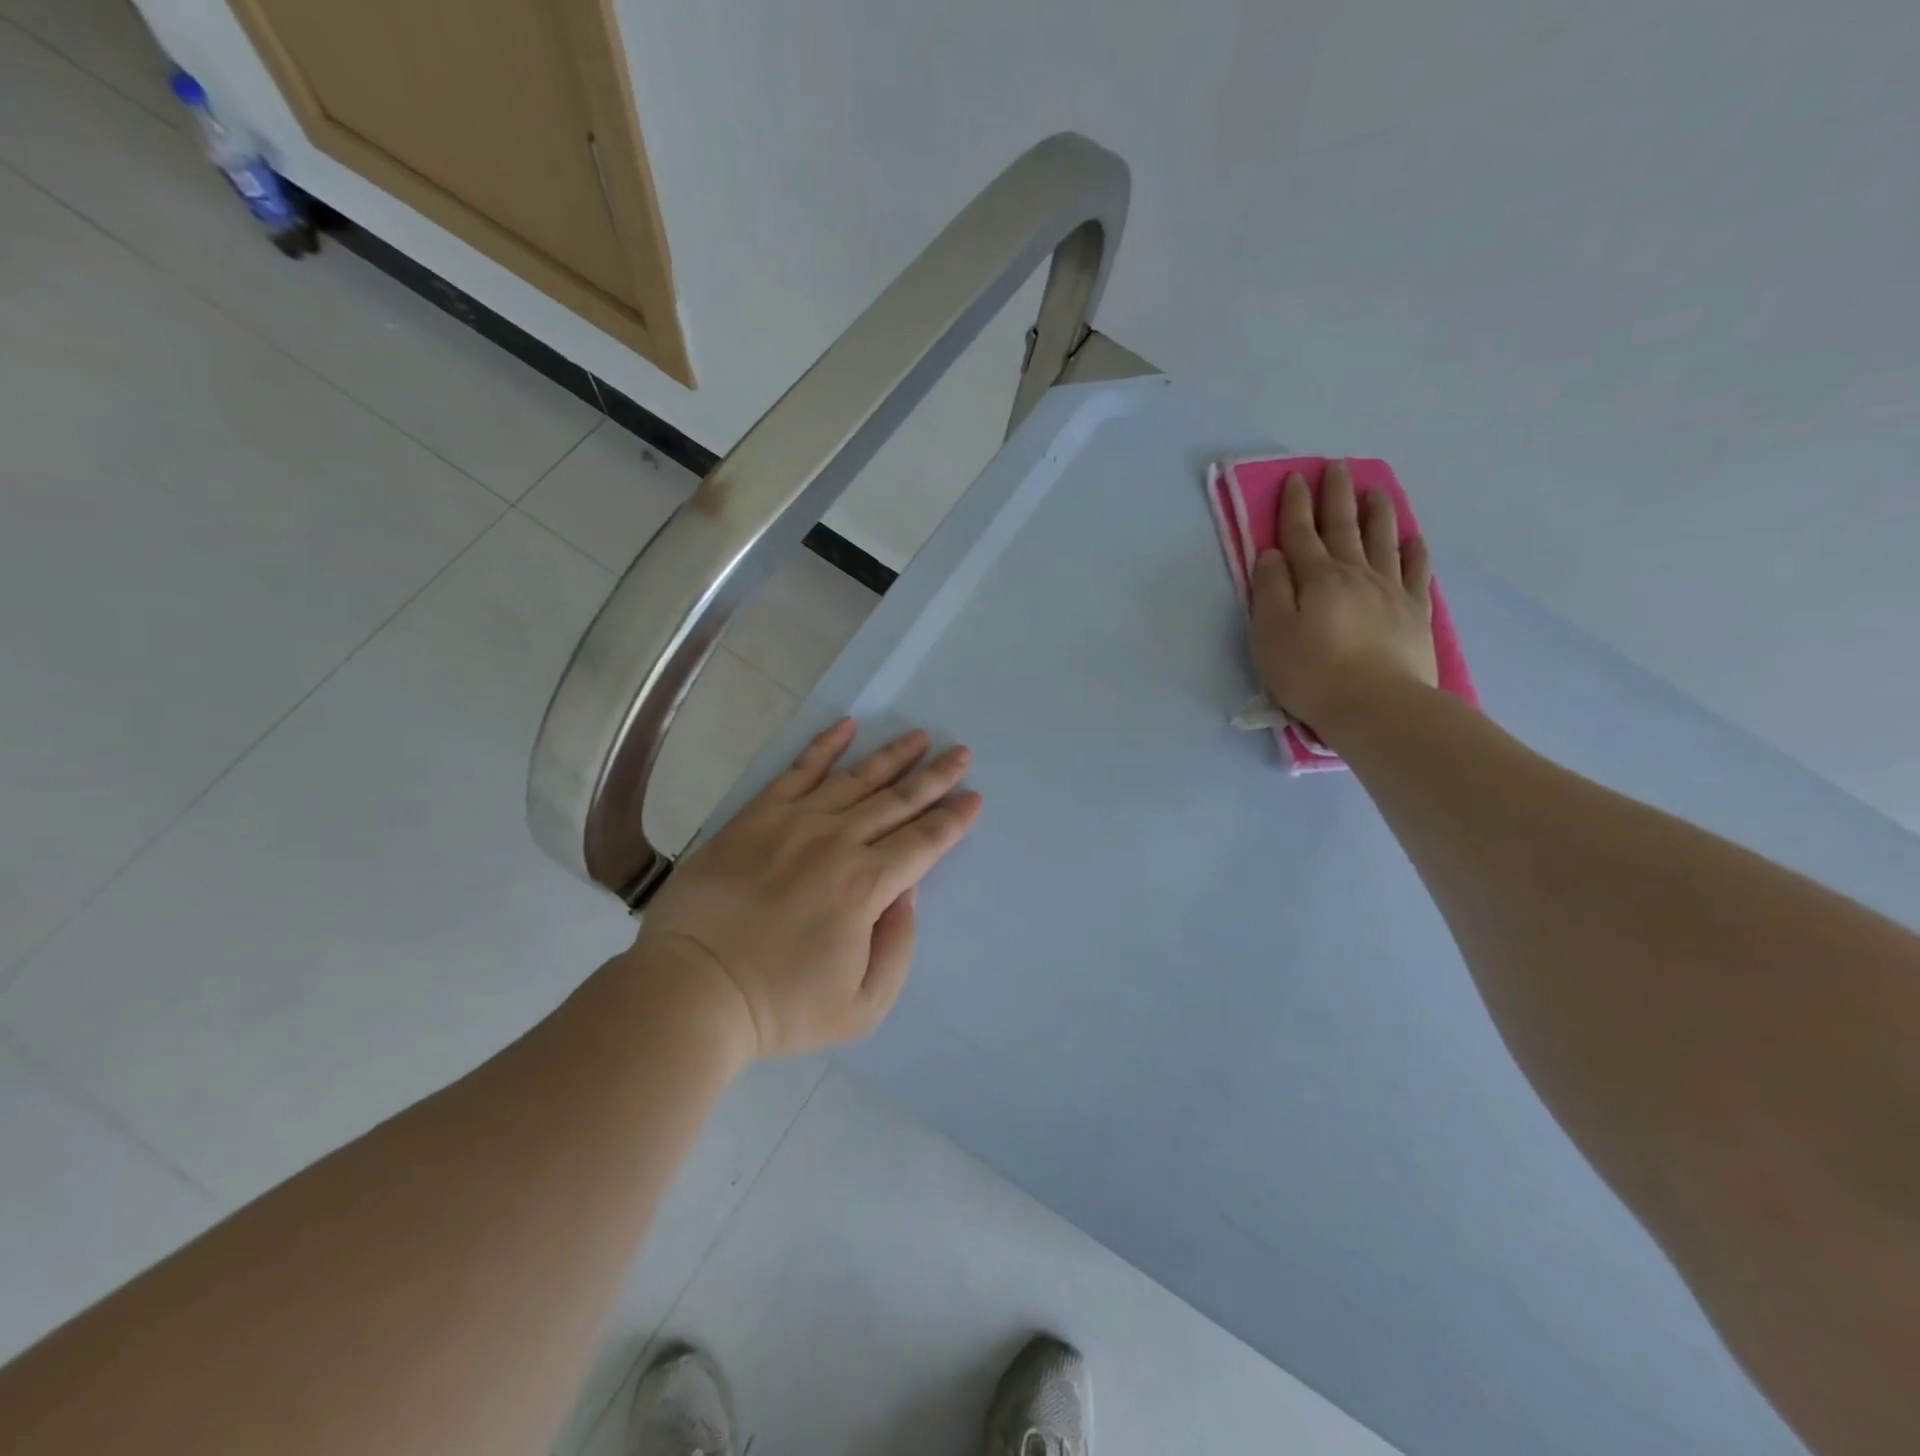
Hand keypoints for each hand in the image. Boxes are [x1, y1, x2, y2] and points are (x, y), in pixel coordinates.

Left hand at [635, 719, 981, 1058]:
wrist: (691, 989)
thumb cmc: (779, 1007)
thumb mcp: (861, 1007)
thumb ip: (897, 948)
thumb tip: (906, 893)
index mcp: (867, 886)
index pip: (924, 842)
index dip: (953, 819)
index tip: (974, 797)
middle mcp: (838, 842)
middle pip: (898, 801)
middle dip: (935, 777)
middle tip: (961, 753)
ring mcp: (794, 822)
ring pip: (856, 778)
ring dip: (892, 756)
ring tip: (919, 736)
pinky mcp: (756, 816)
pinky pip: (797, 770)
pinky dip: (823, 746)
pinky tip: (846, 726)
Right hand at [1250, 459, 1437, 737]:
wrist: (1377, 706)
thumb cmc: (1312, 673)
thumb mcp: (1271, 633)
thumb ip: (1270, 590)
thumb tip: (1272, 554)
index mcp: (1317, 578)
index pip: (1301, 533)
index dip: (1295, 505)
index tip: (1295, 478)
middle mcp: (1355, 574)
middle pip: (1344, 526)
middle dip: (1336, 495)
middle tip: (1336, 467)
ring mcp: (1390, 591)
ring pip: (1383, 539)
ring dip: (1377, 512)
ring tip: (1375, 490)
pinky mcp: (1414, 613)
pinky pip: (1416, 571)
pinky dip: (1413, 550)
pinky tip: (1413, 538)